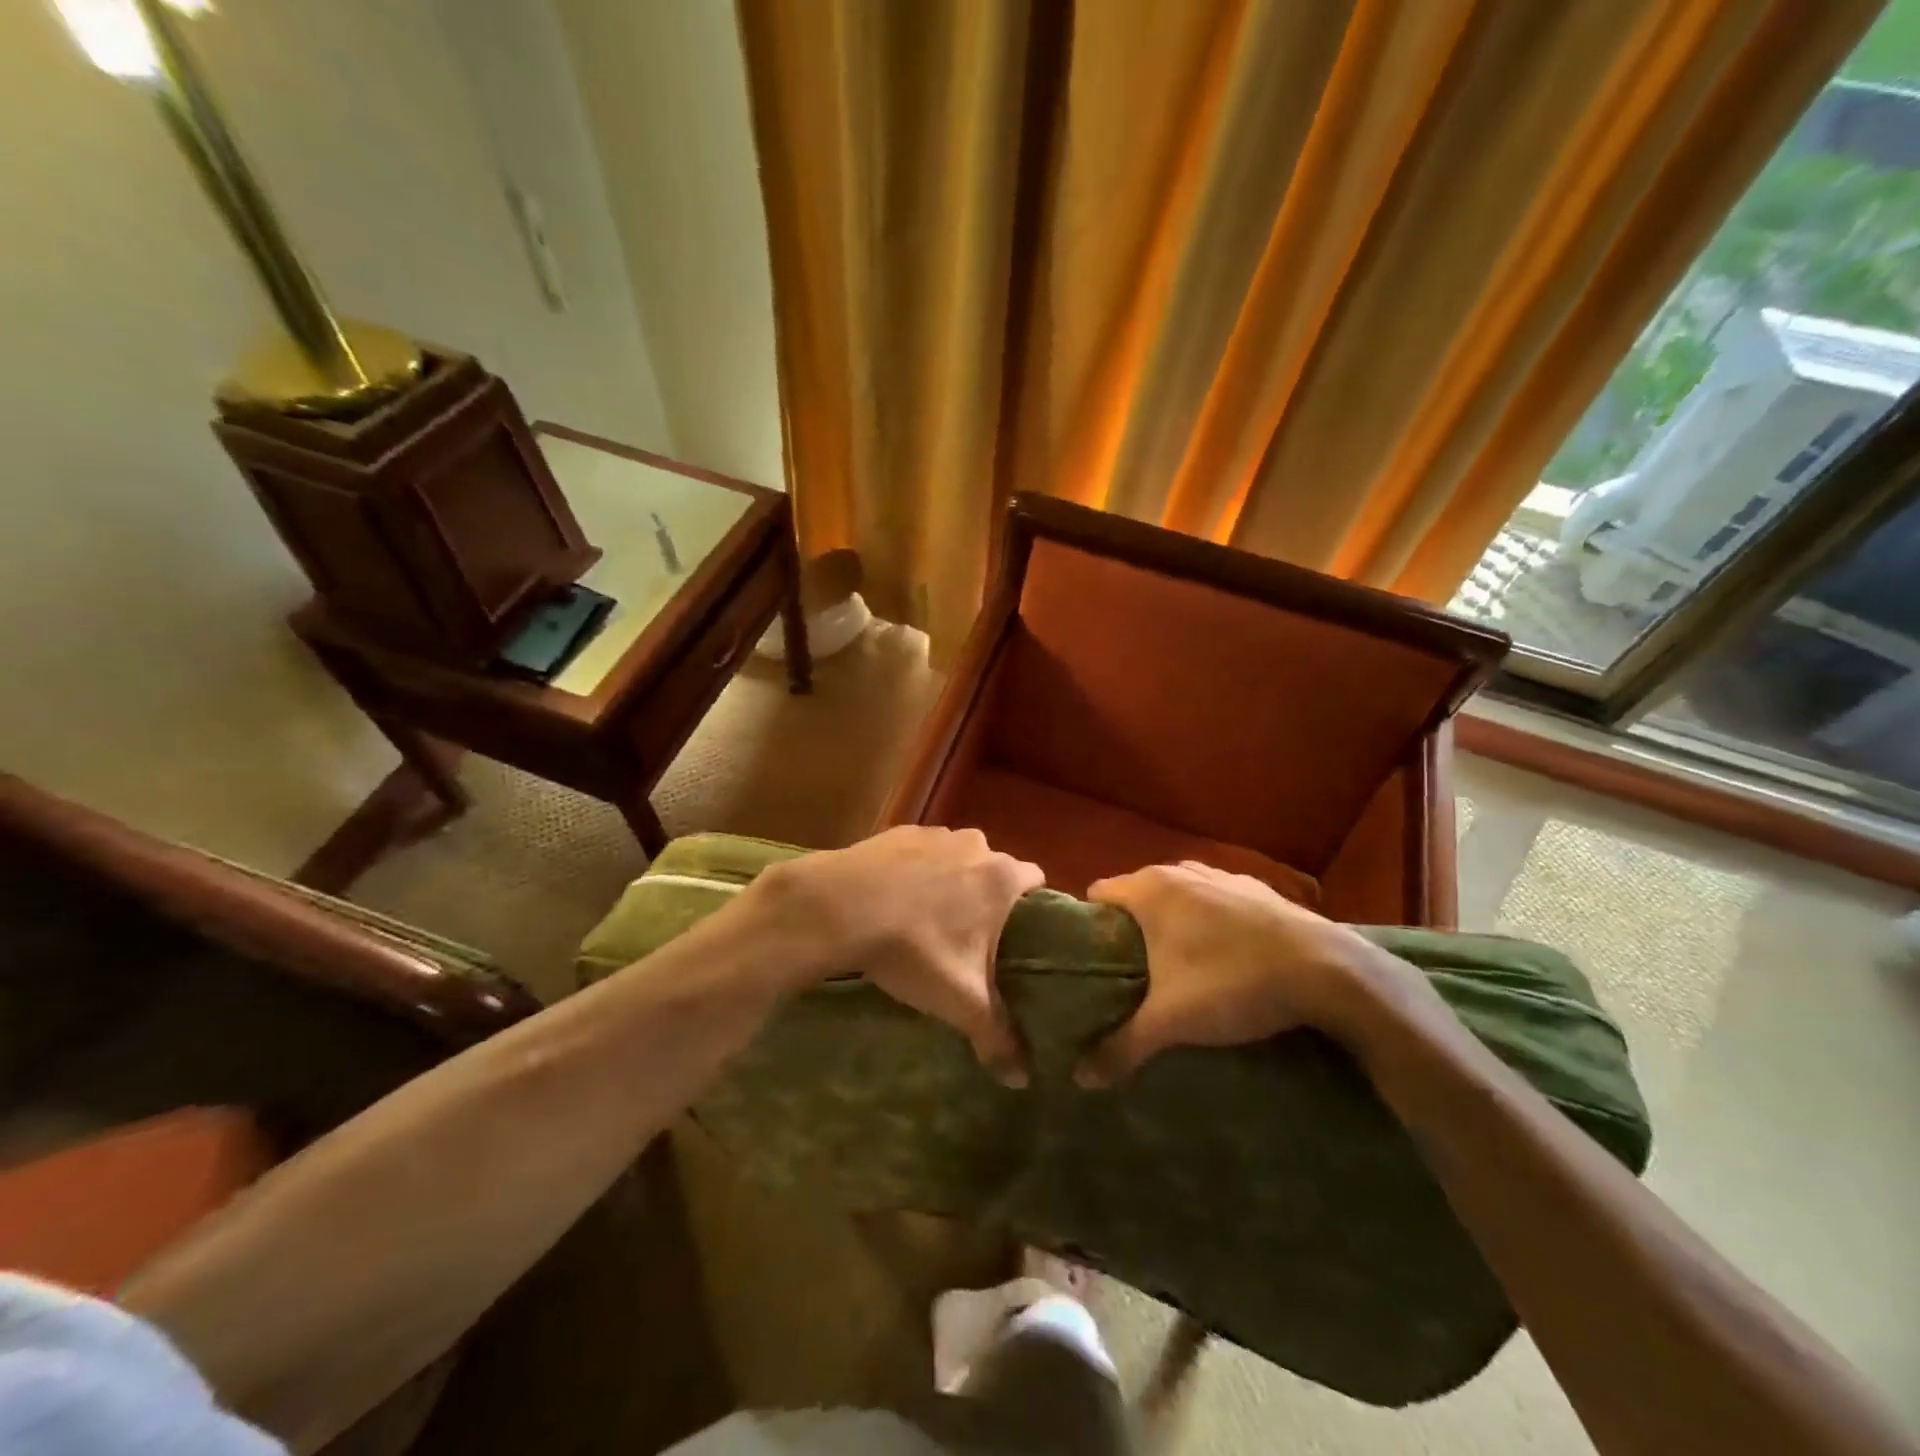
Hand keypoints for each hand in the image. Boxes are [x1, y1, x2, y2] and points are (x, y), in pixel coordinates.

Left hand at [747, 826, 1044, 1081]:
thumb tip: (1022, 1079)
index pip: (1035, 881)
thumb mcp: (961, 1001)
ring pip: (955, 858)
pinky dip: (914, 872)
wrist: (840, 907)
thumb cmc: (915, 949)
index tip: (1021, 935)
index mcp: (1001, 877)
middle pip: (993, 869)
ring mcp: (933, 834)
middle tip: (972, 938)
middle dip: (987, 898)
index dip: (1033, 907)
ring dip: (949, 882)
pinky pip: (918, 853)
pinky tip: (894, 901)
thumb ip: (997, 1037)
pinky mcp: (897, 832)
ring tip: (929, 920)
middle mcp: (974, 845)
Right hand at [1077, 861, 1404, 1084]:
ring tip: (1177, 965)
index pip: (1098, 893)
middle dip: (1131, 928)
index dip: (1091, 924)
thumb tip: (1080, 1079)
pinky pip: (1216, 899)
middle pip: (1137, 893)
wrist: (1328, 972)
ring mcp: (1222, 875)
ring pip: (1179, 894)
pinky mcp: (1257, 888)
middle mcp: (1180, 871)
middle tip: (1131, 973)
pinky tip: (1225, 955)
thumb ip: (1122, 1046)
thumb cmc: (1232, 984)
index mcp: (1150, 890)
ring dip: (1172, 922)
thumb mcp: (1172, 1022)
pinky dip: (1210, 919)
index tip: (1095, 959)